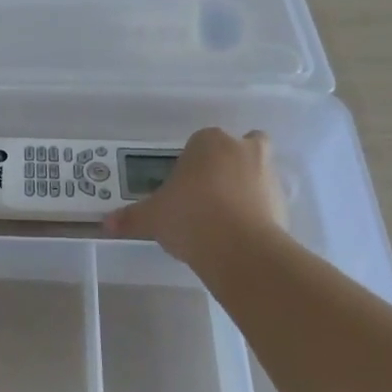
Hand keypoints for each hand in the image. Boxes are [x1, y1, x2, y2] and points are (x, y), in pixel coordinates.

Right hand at [103, 129, 288, 270]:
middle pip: (239, 147)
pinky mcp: (285, 203)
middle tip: (210, 191)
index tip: (182, 185)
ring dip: (246, 187)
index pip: (199, 142)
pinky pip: (268, 202)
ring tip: (224, 218)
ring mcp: (268, 175)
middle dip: (229, 163)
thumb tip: (105, 224)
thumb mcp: (152, 217)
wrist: (240, 249)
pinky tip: (239, 234)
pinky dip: (258, 213)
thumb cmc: (189, 216)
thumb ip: (131, 217)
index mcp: (209, 141)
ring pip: (257, 172)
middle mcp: (243, 149)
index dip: (191, 163)